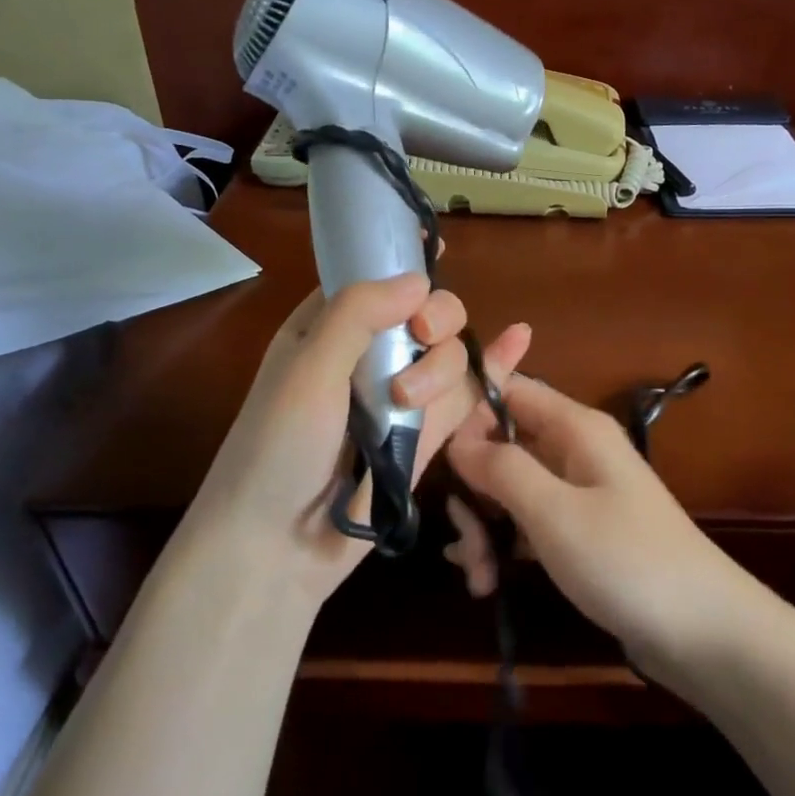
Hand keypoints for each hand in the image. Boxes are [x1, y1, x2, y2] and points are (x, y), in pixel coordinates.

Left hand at [182, 273, 531, 604]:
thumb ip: (357, 314)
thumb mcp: (307, 370)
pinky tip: (518, 343)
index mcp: (327, 329)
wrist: (277, 548)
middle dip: (436, 318)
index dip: (405, 261)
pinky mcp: (426, 435)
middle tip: (423, 336)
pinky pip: (466, 395)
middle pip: (427, 313)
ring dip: (443, 367)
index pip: (373, 277)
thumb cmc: (276, 449)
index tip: (438, 247)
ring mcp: (400, 396)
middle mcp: (368, 355)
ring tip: (409, 404)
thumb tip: (420, 280)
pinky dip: (494, 370)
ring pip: (450, 355)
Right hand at [445, 375, 758, 679]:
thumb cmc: (627, 560)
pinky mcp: (579, 533)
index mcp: (575, 428)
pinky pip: (527, 523)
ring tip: (477, 577)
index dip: (469, 414)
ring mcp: (578, 493)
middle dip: (473, 488)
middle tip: (462, 540)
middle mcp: (574, 450)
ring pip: (510, 489)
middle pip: (503, 445)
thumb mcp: (554, 513)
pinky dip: (503, 546)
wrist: (704, 633)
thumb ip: (501, 468)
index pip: (509, 390)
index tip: (437, 456)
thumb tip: (457, 439)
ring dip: (484, 528)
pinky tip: (485, 582)